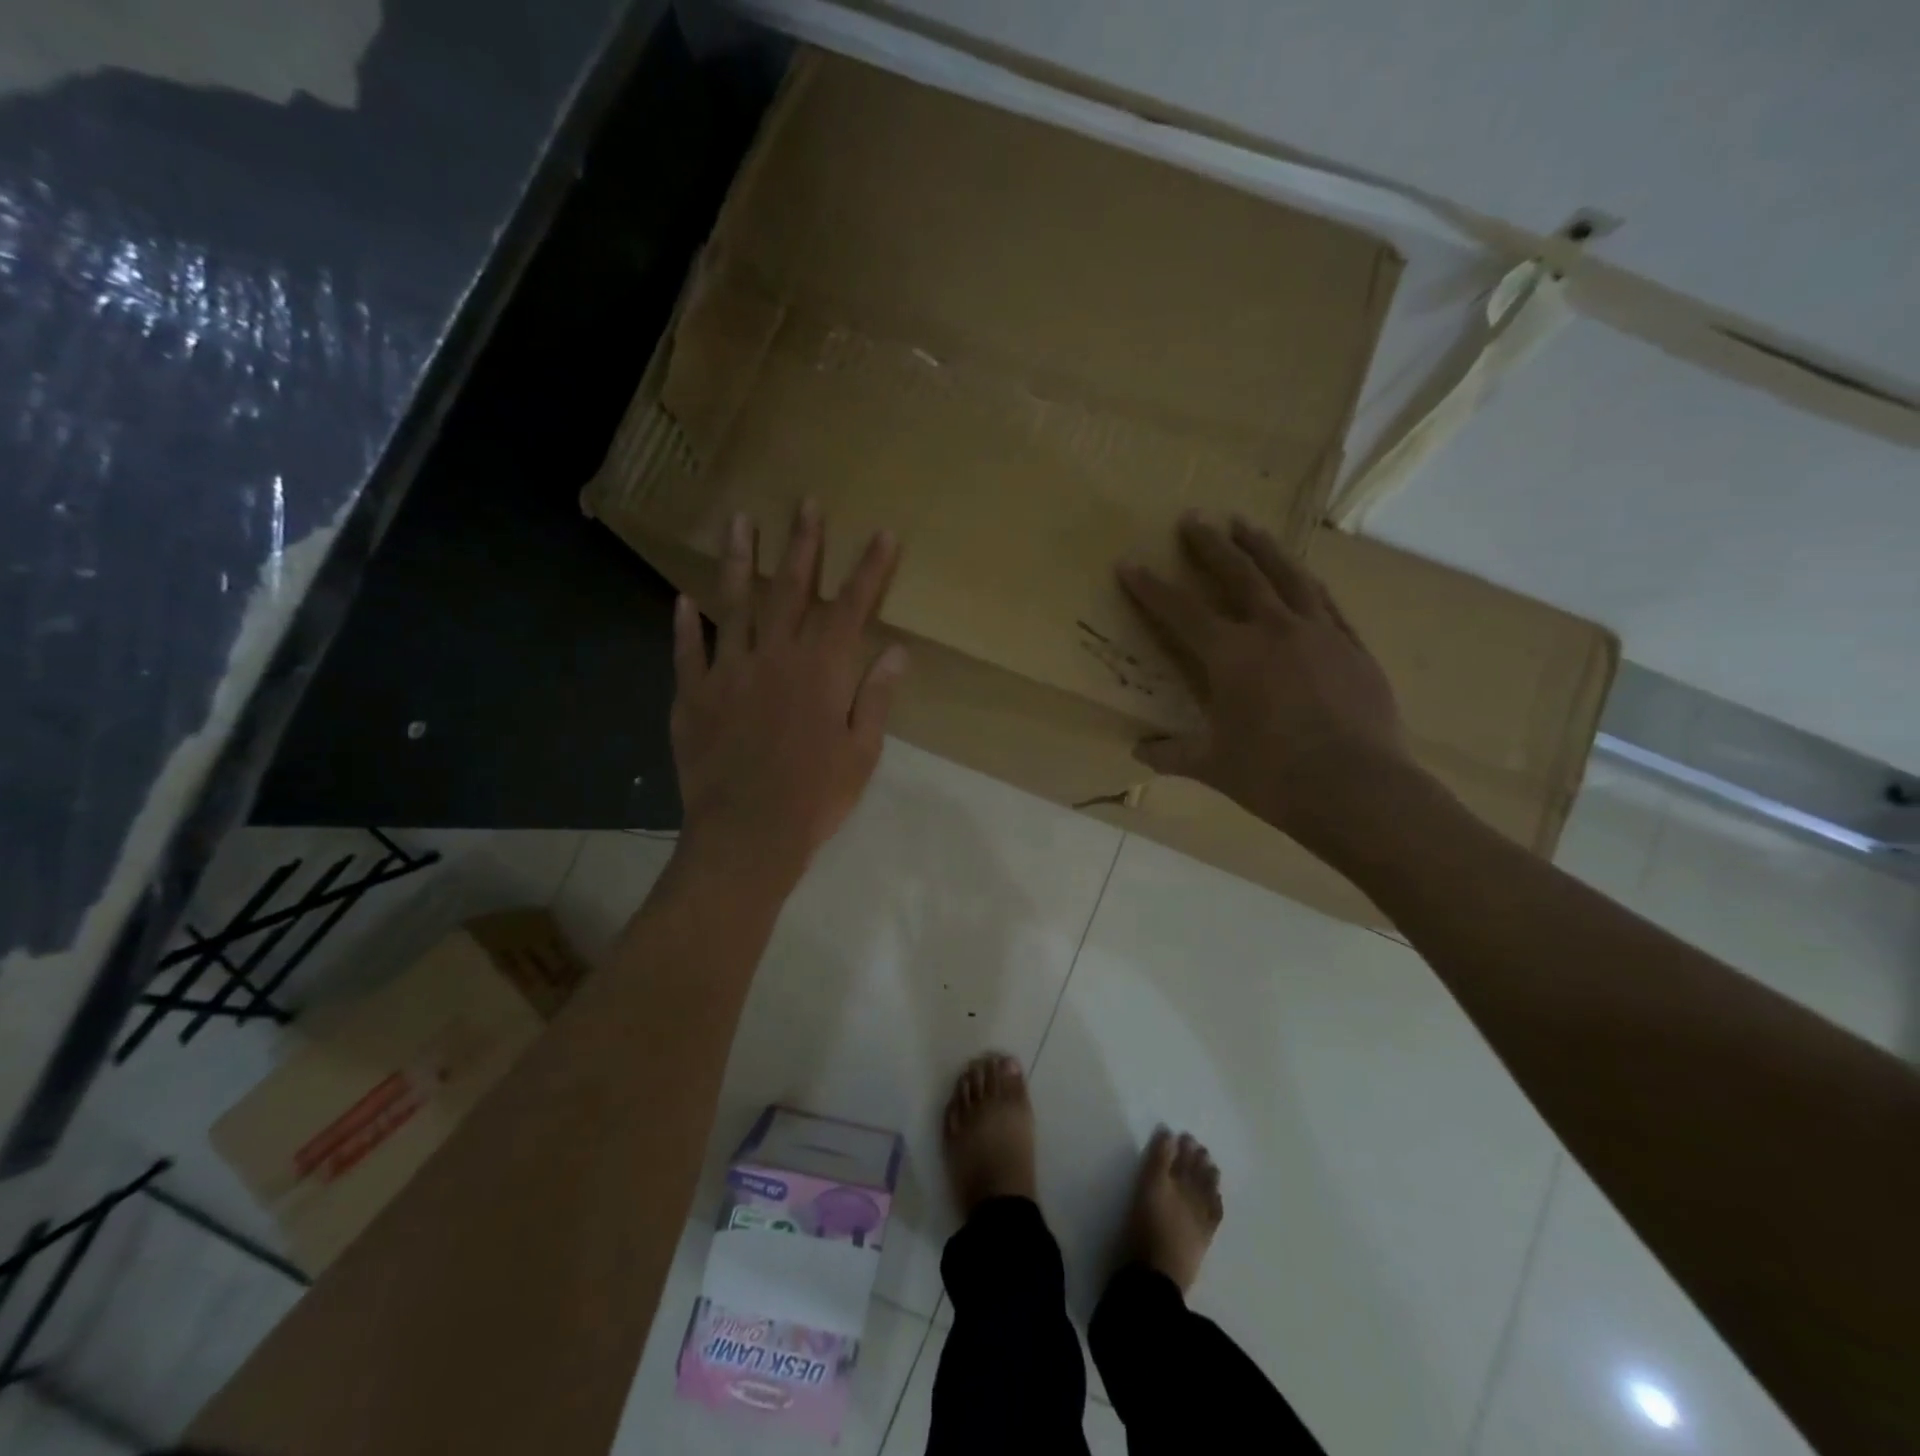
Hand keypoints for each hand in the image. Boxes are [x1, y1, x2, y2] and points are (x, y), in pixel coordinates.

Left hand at [671, 502, 906, 887]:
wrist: (748, 834)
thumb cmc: (815, 797)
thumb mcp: (861, 752)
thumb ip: (875, 697)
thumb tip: (897, 651)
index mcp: (822, 672)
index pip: (851, 608)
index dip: (869, 570)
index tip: (882, 534)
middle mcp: (775, 658)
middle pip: (791, 591)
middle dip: (803, 545)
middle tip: (805, 503)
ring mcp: (729, 673)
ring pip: (735, 605)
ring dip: (740, 561)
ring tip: (739, 521)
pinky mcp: (693, 695)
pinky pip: (688, 651)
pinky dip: (685, 625)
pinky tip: (683, 599)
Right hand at [1117, 512, 1412, 854]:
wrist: (1357, 788)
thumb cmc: (1273, 777)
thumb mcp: (1213, 767)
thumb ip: (1173, 754)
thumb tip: (1139, 752)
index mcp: (1231, 656)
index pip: (1181, 612)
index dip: (1151, 588)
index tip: (1130, 563)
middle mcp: (1274, 630)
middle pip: (1239, 574)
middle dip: (1211, 545)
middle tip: (1194, 519)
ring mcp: (1320, 634)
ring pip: (1288, 576)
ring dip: (1264, 548)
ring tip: (1248, 525)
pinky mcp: (1353, 648)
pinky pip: (1327, 603)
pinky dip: (1308, 585)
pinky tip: (1304, 577)